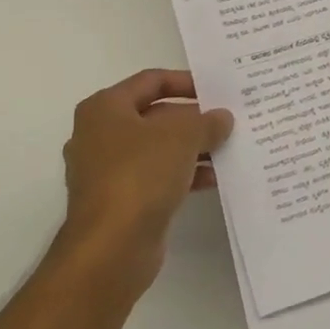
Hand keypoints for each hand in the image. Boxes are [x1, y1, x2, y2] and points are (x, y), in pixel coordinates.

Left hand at [60, 69, 233, 276]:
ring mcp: (108, 171)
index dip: (185, 81)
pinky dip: (183, 174)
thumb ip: (206, 122)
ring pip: (158, 149)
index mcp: (105, 108)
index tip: (216, 90)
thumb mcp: (182, 136)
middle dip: (193, 119)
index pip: (151, 80)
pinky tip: (214, 178)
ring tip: (228, 149)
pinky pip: (157, 177)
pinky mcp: (120, 201)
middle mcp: (100, 135)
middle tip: (228, 121)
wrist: (111, 248)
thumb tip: (222, 118)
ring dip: (193, 148)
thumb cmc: (140, 174)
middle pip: (155, 115)